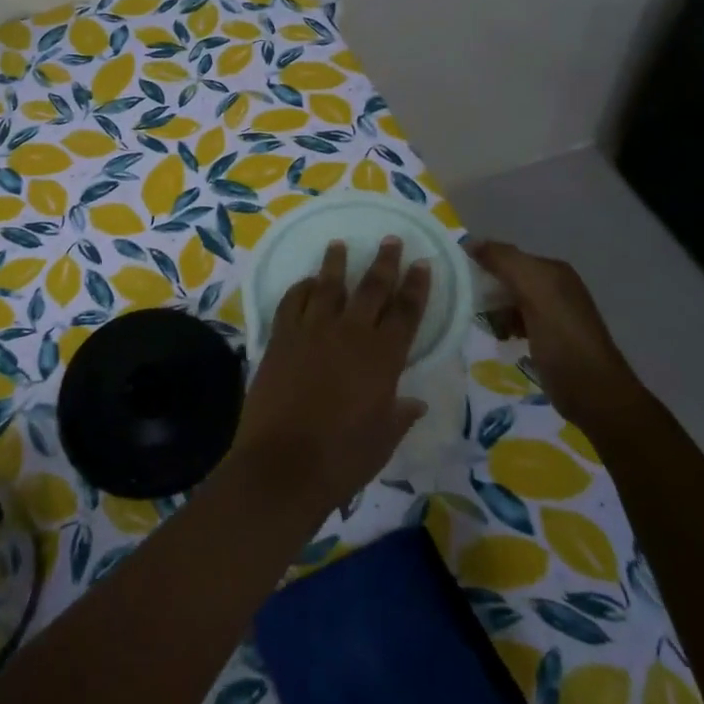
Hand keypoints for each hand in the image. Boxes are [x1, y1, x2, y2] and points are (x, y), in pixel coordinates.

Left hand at [228, 239, 430, 518]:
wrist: (283, 463)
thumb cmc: (342, 458)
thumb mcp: (382, 440)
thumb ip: (399, 414)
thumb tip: (415, 402)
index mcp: (383, 358)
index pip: (406, 312)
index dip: (416, 286)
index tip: (422, 263)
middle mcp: (350, 334)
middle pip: (371, 288)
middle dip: (384, 262)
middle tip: (391, 239)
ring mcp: (311, 331)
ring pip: (327, 286)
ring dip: (336, 263)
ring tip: (339, 244)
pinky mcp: (281, 338)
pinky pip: (291, 302)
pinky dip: (300, 289)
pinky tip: (305, 282)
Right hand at [466, 240, 652, 434]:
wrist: (594, 394)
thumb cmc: (562, 340)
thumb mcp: (535, 292)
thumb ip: (504, 262)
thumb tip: (470, 242)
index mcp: (553, 271)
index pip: (506, 255)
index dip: (481, 263)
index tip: (456, 279)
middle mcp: (555, 286)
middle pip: (507, 277)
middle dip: (486, 288)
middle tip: (467, 304)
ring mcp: (552, 313)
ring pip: (509, 300)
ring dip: (493, 309)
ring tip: (484, 324)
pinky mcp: (548, 337)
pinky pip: (516, 320)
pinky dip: (504, 326)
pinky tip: (499, 337)